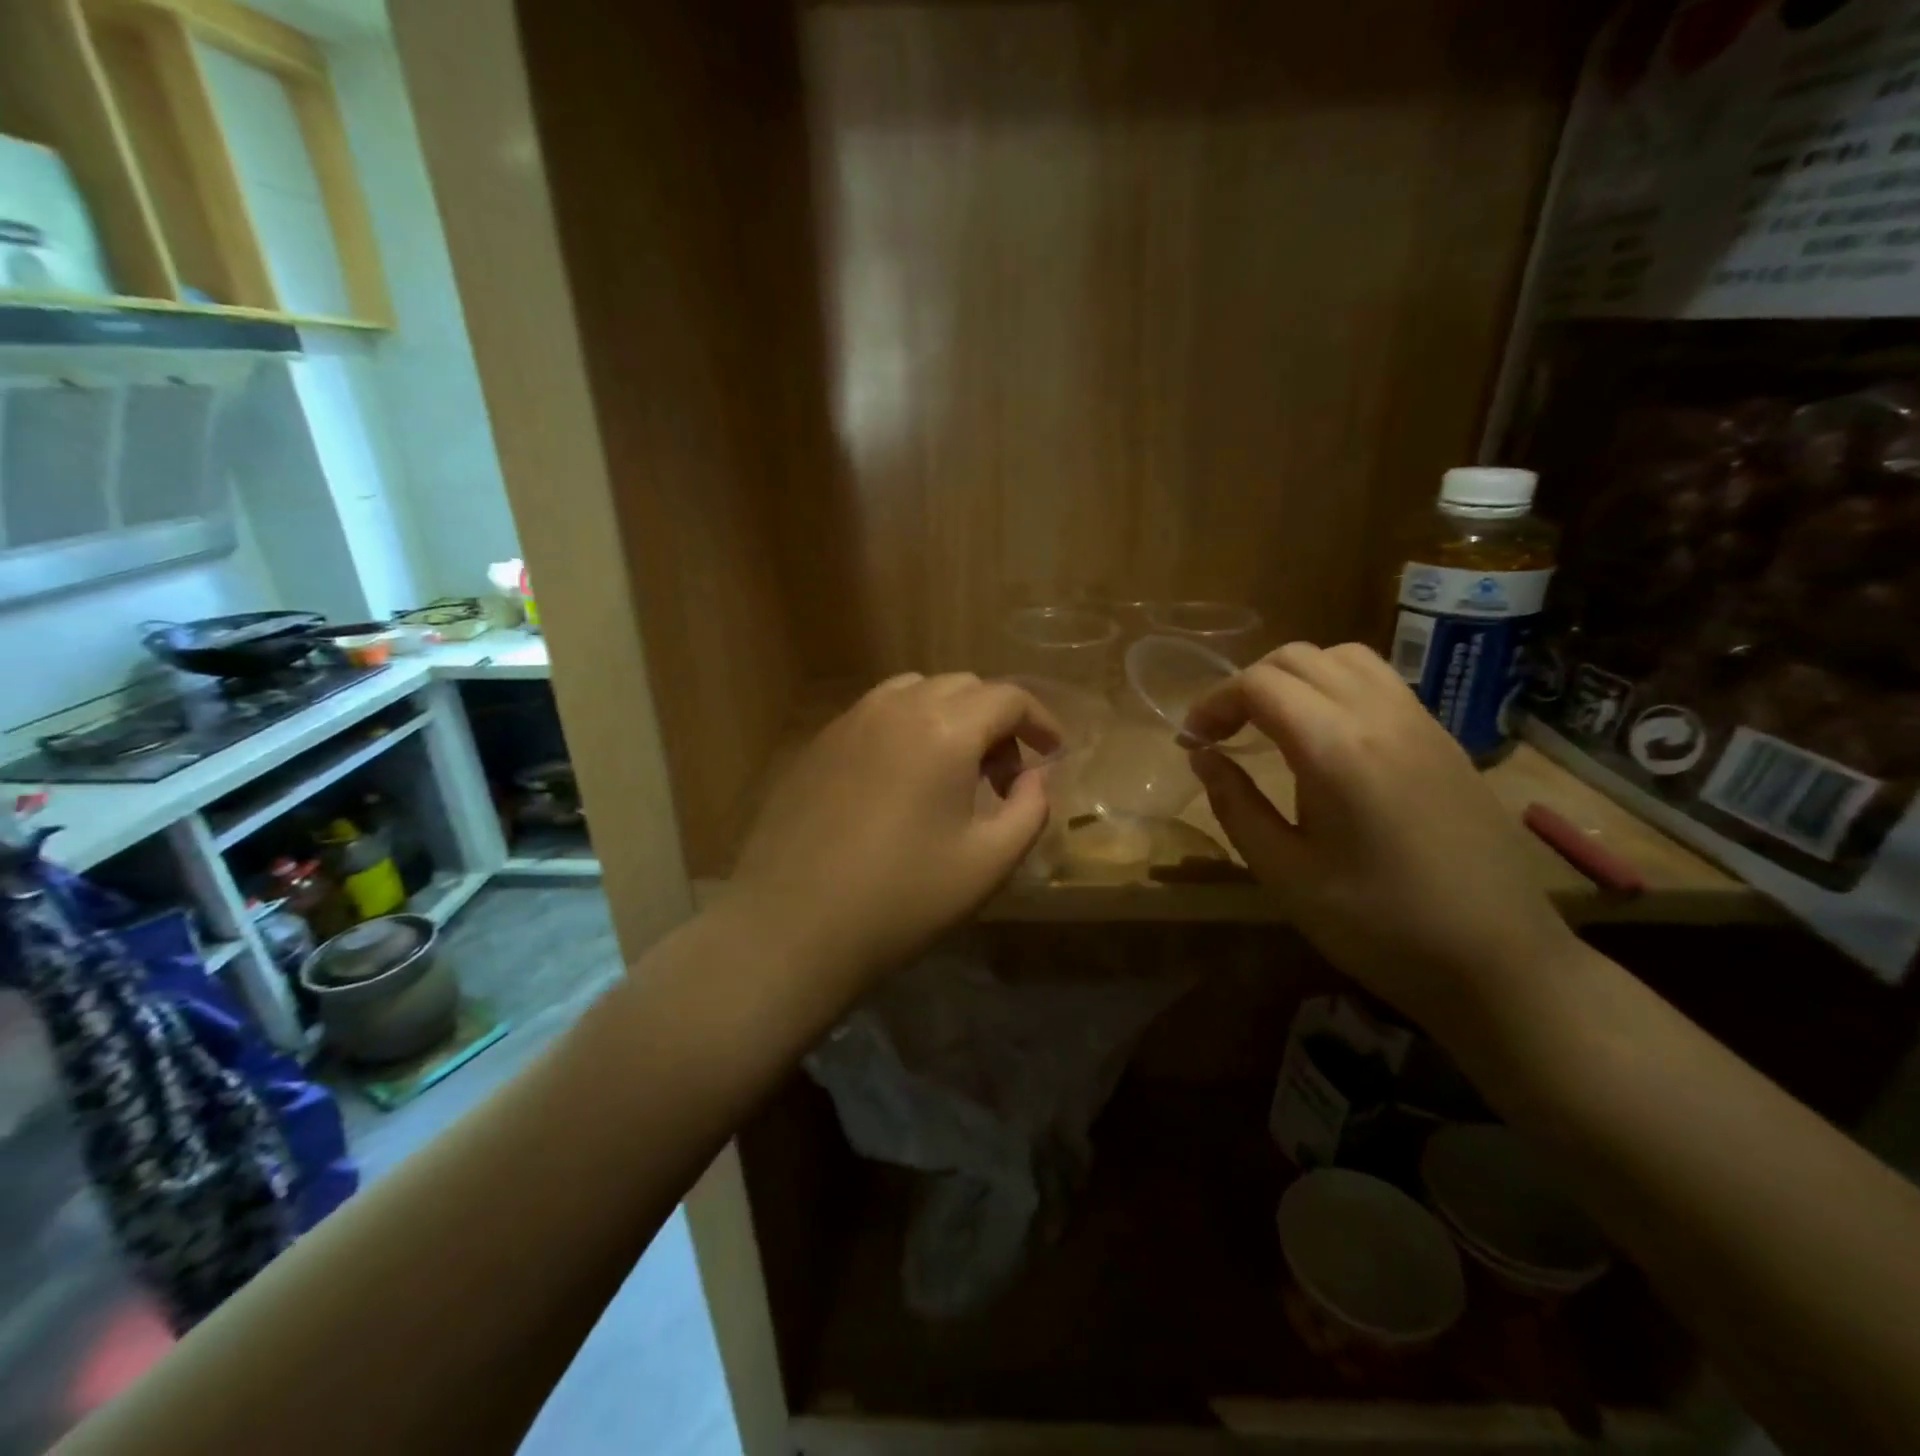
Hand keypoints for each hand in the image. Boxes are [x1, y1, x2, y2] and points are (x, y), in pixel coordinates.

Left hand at [732, 673, 1061, 982]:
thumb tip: (1035, 777)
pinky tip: (903, 779)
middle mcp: (896, 707)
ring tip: (954, 770)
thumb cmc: (902, 898)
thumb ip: (1030, 809)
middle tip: (1005, 776)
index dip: (1041, 721)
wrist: (793, 925)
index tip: (1053, 754)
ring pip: (917, 691)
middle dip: (997, 721)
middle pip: (964, 686)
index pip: (1008, 698)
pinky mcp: (819, 743)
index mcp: (945, 729)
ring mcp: (850, 720)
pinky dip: (908, 727)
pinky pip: (878, 713)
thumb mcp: (989, 862)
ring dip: (951, 717)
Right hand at [1185, 642, 1575, 1032]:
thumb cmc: (1378, 925)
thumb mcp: (1285, 873)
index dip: (1213, 703)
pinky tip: (1325, 737)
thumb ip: (1235, 804)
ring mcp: (1421, 722)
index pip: (1259, 684)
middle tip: (1224, 732)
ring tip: (1272, 724)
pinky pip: (1380, 682)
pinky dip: (1334, 687)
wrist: (1500, 961)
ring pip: (1344, 658)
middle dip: (1247, 684)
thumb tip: (1203, 756)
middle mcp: (1381, 716)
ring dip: (1294, 678)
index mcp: (1336, 749)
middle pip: (1298, 658)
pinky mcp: (1444, 739)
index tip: (1192, 741)